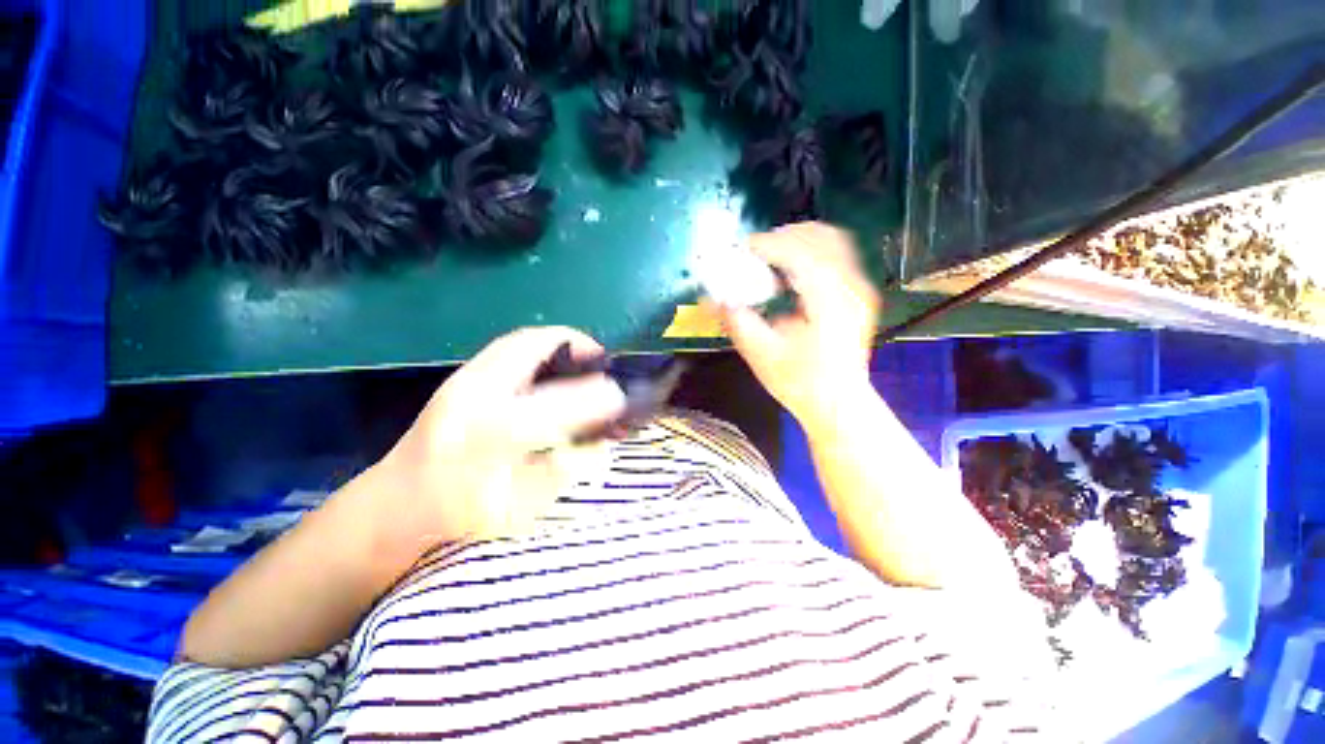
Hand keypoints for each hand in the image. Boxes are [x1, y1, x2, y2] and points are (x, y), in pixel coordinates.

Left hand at [372, 327, 626, 550]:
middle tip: (602, 364)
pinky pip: (510, 346)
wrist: (400, 500)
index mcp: (486, 440)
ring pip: (520, 341)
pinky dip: (541, 347)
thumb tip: (602, 441)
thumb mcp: (520, 508)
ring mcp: (462, 379)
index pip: (551, 408)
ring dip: (559, 344)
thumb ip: (565, 470)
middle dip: (576, 348)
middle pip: (530, 351)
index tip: (619, 397)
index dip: (592, 398)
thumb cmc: (464, 513)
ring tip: (584, 359)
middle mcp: (472, 398)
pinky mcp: (461, 375)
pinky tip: (556, 364)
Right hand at [719, 222, 880, 429]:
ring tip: (770, 256)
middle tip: (755, 251)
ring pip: (832, 241)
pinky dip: (811, 253)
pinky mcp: (859, 294)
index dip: (767, 245)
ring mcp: (860, 289)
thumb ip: (737, 321)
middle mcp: (850, 287)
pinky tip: (791, 271)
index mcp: (828, 301)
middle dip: (783, 236)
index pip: (798, 253)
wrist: (838, 404)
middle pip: (821, 236)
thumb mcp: (761, 354)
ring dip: (798, 241)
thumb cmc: (800, 383)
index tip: (742, 249)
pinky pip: (837, 256)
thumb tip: (711, 297)